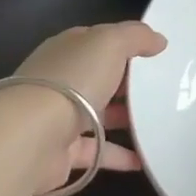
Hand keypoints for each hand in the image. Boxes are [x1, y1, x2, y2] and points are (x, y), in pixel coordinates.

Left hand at [12, 21, 167, 186]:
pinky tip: (145, 159)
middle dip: (125, 84)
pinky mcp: (62, 152)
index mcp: (67, 50)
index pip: (96, 42)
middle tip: (162, 91)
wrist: (32, 136)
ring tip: (158, 124)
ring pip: (97, 115)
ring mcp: (59, 117)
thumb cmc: (73, 80)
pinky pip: (97, 152)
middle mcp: (61, 81)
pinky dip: (119, 156)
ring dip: (124, 119)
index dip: (122, 44)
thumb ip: (135, 36)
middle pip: (98, 78)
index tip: (153, 55)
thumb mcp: (109, 42)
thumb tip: (158, 40)